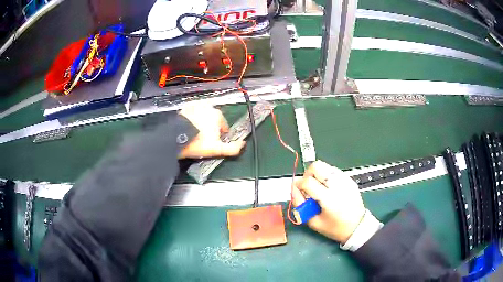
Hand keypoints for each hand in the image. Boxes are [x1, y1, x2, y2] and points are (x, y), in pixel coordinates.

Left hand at [178, 103, 245, 158]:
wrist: (176, 139)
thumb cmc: (197, 143)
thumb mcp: (217, 149)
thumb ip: (233, 148)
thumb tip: (243, 144)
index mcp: (217, 115)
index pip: (224, 126)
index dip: (220, 136)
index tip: (214, 143)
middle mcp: (208, 107)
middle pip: (213, 120)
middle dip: (211, 128)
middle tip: (204, 140)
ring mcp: (196, 106)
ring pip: (203, 116)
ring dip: (202, 123)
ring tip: (196, 134)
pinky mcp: (185, 108)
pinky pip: (192, 113)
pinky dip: (192, 119)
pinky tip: (189, 127)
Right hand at [292, 160, 366, 242]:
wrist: (358, 226)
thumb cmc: (335, 228)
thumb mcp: (314, 222)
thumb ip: (300, 205)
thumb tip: (293, 188)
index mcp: (328, 199)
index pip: (307, 181)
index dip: (298, 185)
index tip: (298, 191)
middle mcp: (337, 185)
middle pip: (316, 166)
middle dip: (307, 174)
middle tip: (308, 186)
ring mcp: (345, 180)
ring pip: (325, 166)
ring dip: (317, 174)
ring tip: (318, 187)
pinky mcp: (350, 179)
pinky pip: (333, 171)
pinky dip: (326, 176)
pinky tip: (328, 188)